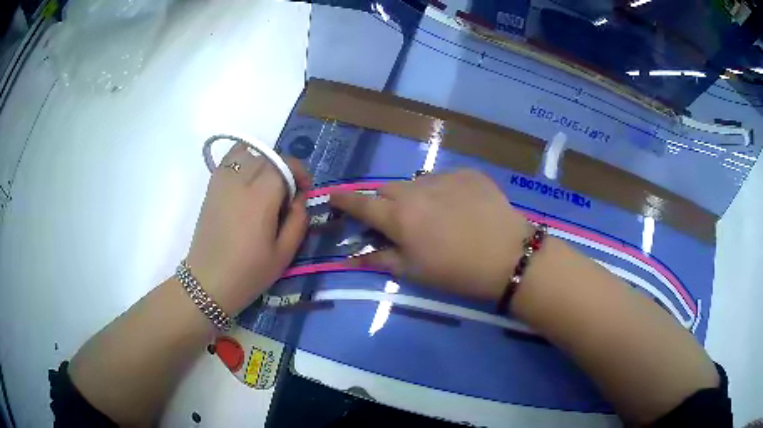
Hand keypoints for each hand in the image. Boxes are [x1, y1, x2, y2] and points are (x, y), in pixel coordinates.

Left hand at [186, 143, 309, 314]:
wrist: (208, 282)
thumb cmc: (249, 273)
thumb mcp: (284, 254)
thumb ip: (299, 220)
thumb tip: (299, 198)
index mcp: (260, 198)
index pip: (285, 165)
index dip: (300, 172)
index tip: (305, 190)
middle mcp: (240, 182)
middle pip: (268, 157)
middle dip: (284, 169)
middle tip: (288, 193)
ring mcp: (222, 182)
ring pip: (248, 152)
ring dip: (264, 162)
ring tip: (267, 183)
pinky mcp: (212, 187)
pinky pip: (230, 159)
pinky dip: (243, 159)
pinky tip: (248, 177)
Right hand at [330, 170, 530, 301]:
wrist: (509, 255)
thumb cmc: (457, 271)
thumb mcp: (415, 271)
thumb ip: (381, 260)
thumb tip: (351, 258)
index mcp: (399, 216)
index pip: (361, 203)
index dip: (344, 200)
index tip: (334, 197)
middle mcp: (416, 189)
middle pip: (387, 190)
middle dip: (383, 202)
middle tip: (395, 220)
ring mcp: (443, 177)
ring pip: (416, 183)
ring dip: (415, 196)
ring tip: (434, 215)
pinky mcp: (467, 173)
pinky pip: (444, 178)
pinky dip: (442, 191)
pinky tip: (459, 207)